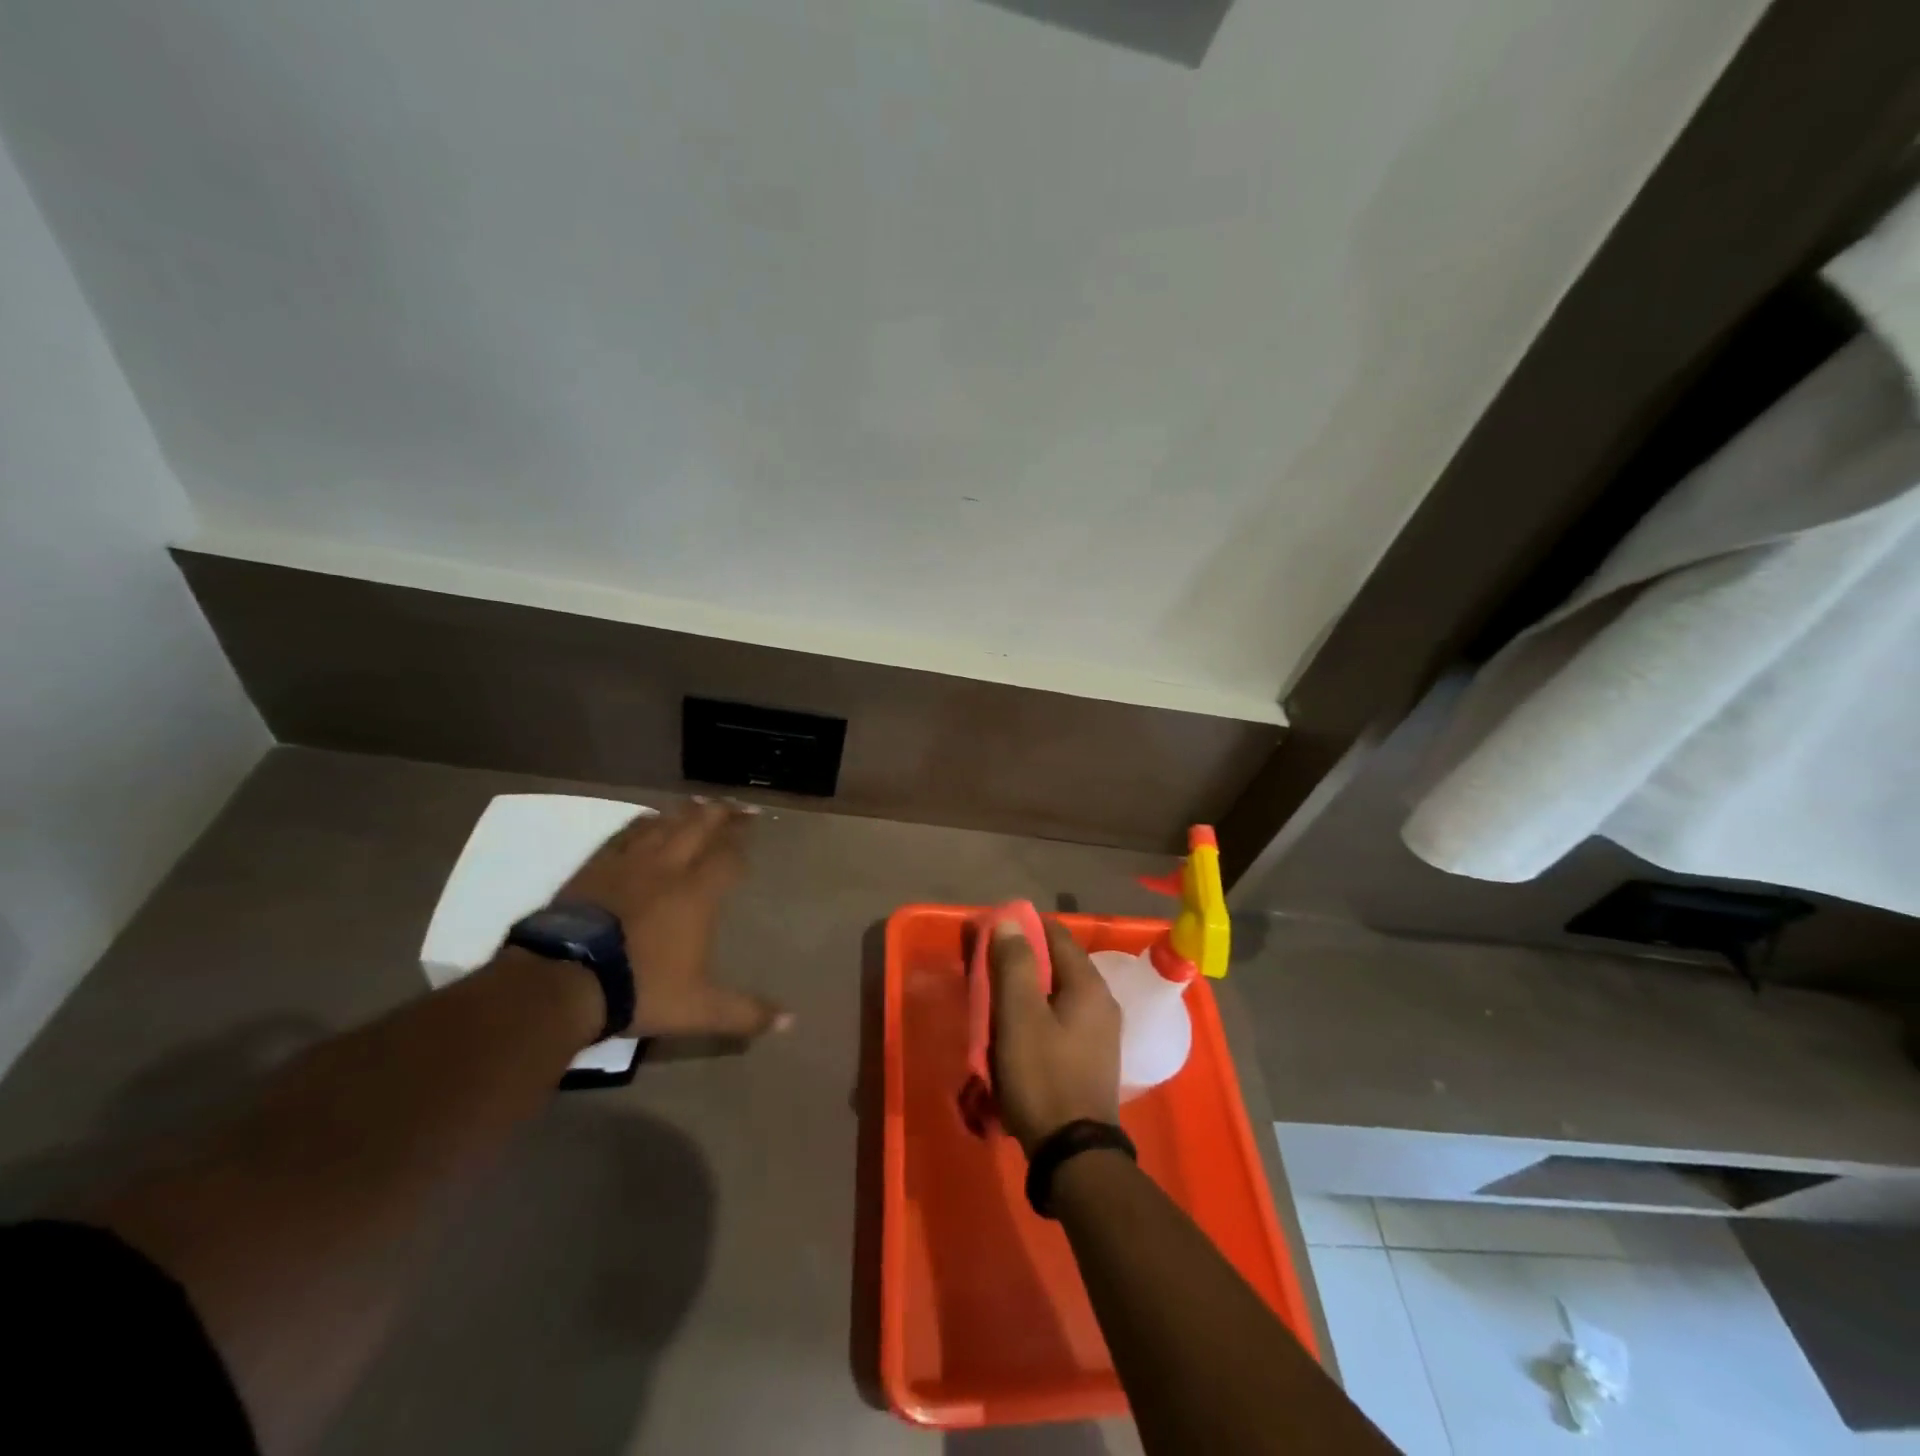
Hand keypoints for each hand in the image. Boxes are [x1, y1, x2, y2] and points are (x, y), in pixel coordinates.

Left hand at [556, 799, 790, 1039]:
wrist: (564, 982)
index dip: (741, 840)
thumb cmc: (640, 989)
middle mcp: (667, 869)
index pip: (727, 856)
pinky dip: (642, 823)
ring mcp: (628, 865)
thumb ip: (745, 1013)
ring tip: (700, 803)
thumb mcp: (699, 1010)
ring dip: (685, 812)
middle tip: (736, 804)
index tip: (753, 828)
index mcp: (696, 894)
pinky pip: (624, 835)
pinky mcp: (595, 868)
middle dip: (721, 814)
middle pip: (699, 828)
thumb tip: (791, 1023)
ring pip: (664, 825)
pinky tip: (647, 820)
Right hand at [988, 917, 1121, 1155]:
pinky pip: (1061, 1020)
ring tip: (994, 1004)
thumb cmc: (1043, 1076)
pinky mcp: (1092, 1058)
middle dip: (1021, 962)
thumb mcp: (1019, 1016)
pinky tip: (1015, 1034)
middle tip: (986, 973)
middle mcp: (1102, 1001)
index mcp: (1089, 984)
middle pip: (1057, 964)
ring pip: (1057, 994)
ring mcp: (1101, 1032)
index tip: (990, 936)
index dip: (1022, 928)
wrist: (1074, 1154)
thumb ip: (1014, 964)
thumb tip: (1010, 921)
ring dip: (1026, 992)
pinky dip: (1037, 1016)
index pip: (1056, 934)